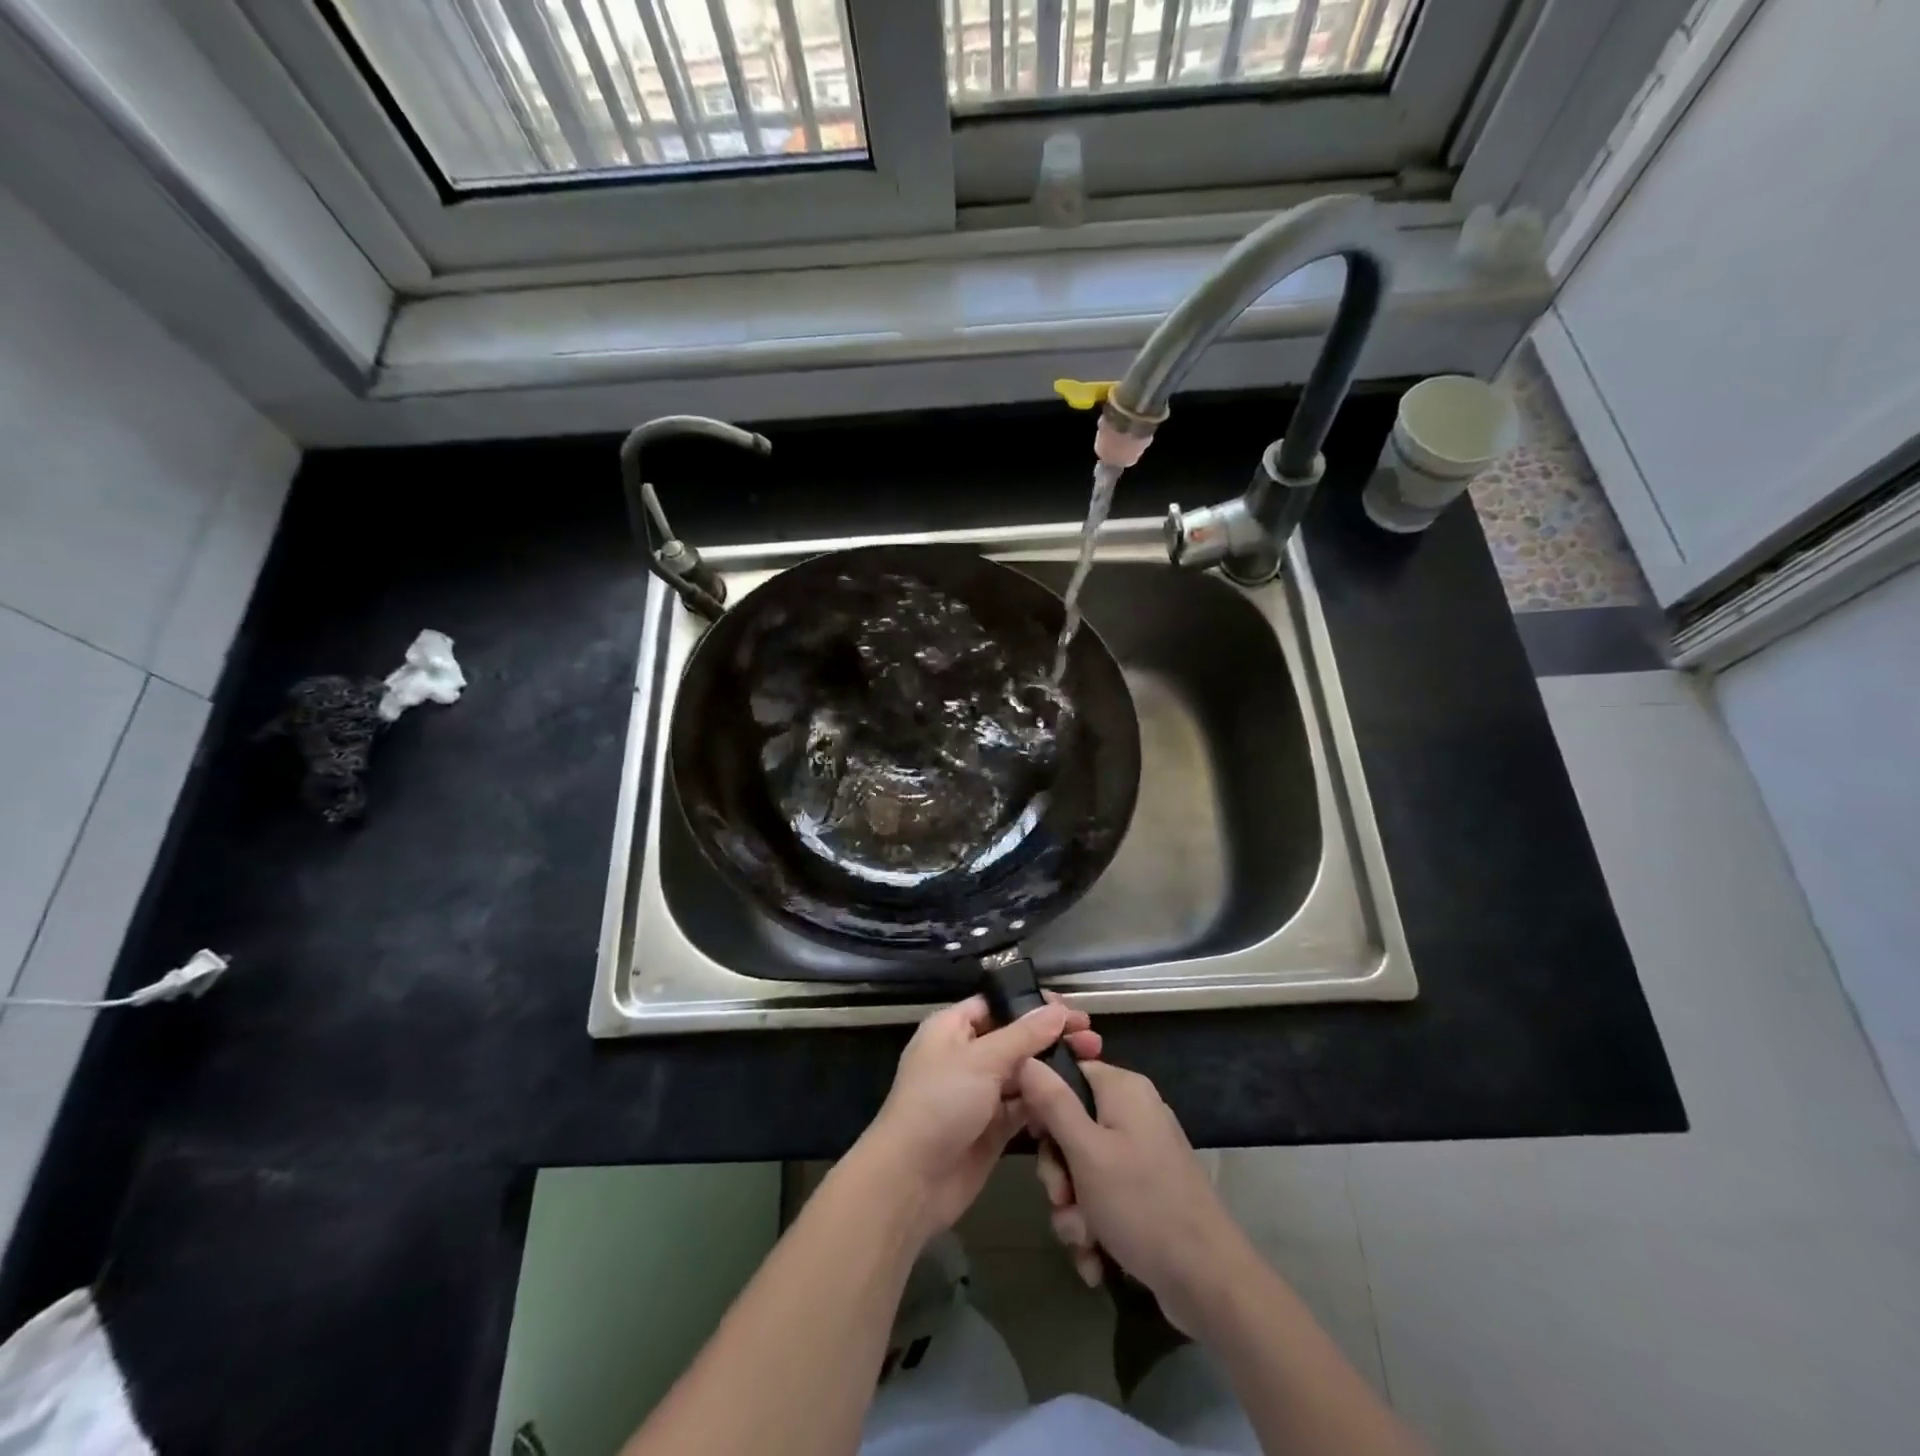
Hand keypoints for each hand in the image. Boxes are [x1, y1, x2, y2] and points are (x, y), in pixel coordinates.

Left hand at [859, 994, 1100, 1242]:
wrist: (911, 1180)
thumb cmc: (940, 1103)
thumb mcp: (982, 1060)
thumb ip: (1024, 1035)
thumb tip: (1057, 1010)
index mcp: (952, 1027)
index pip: (999, 1004)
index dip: (1034, 1005)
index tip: (1072, 1010)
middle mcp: (966, 1054)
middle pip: (1016, 1037)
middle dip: (1051, 1037)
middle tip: (1092, 1039)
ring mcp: (979, 1092)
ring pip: (1023, 1073)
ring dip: (1053, 1069)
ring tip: (1092, 1063)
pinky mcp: (992, 1127)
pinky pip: (1024, 1106)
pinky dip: (1045, 1102)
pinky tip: (1074, 1098)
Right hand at [1021, 1058, 1250, 1333]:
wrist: (1208, 1283)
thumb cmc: (1142, 1205)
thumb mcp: (1086, 1152)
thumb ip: (1053, 1103)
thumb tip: (1026, 1059)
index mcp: (1123, 1090)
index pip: (1068, 1073)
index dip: (1044, 1103)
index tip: (1034, 1138)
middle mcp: (1134, 1114)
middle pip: (1072, 1126)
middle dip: (1059, 1172)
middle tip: (1061, 1197)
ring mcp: (1143, 1155)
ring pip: (1084, 1170)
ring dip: (1073, 1208)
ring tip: (1083, 1238)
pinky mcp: (1147, 1192)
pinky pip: (1105, 1197)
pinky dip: (1095, 1227)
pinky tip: (1096, 1259)